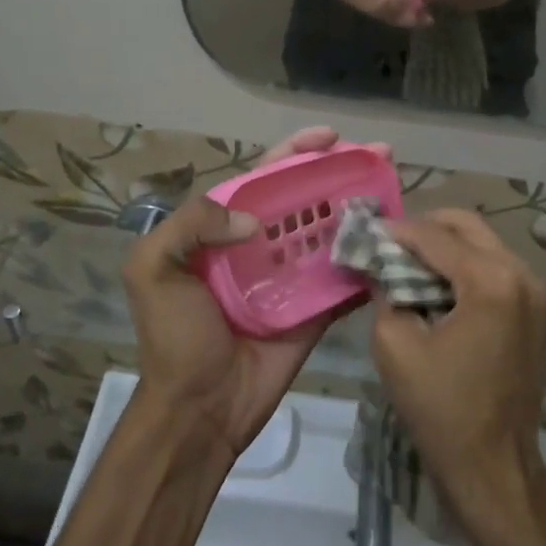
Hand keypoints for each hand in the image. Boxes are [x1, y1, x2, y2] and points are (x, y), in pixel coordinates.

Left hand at [123, 126, 390, 456]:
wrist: (199, 409)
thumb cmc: (174, 337)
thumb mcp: (152, 270)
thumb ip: (189, 225)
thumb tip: (253, 221)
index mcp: (223, 231)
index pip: (264, 179)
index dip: (295, 153)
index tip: (330, 137)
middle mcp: (261, 247)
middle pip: (305, 199)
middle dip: (339, 173)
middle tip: (377, 156)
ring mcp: (291, 279)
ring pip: (330, 233)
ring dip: (360, 211)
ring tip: (392, 190)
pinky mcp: (315, 310)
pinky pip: (344, 279)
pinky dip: (366, 262)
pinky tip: (392, 241)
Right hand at [368, 210, 545, 515]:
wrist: (494, 467)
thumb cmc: (441, 409)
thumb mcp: (395, 344)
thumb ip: (385, 290)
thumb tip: (382, 264)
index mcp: (491, 280)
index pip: (434, 236)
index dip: (395, 232)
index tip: (365, 233)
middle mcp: (522, 274)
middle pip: (466, 225)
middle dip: (424, 229)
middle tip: (388, 246)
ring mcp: (536, 293)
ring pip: (483, 243)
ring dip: (445, 247)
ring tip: (408, 265)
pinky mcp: (537, 311)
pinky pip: (496, 268)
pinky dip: (465, 267)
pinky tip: (437, 287)